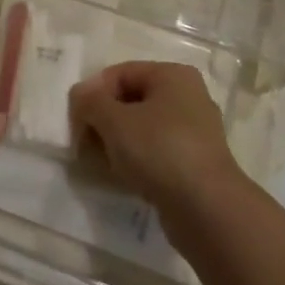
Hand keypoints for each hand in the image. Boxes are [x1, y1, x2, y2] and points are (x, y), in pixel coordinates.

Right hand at [69, 62, 246, 241]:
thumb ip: (89, 101)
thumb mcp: (114, 120)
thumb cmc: (159, 150)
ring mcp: (195, 132)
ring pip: (142, 128)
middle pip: (131, 100)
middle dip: (104, 120)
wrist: (207, 210)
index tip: (76, 122)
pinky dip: (137, 160)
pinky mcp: (195, 163)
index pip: (119, 74)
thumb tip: (80, 96)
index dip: (93, 95)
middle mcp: (188, 96)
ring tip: (103, 163)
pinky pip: (156, 152)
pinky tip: (124, 177)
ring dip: (117, 142)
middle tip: (85, 144)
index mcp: (172, 75)